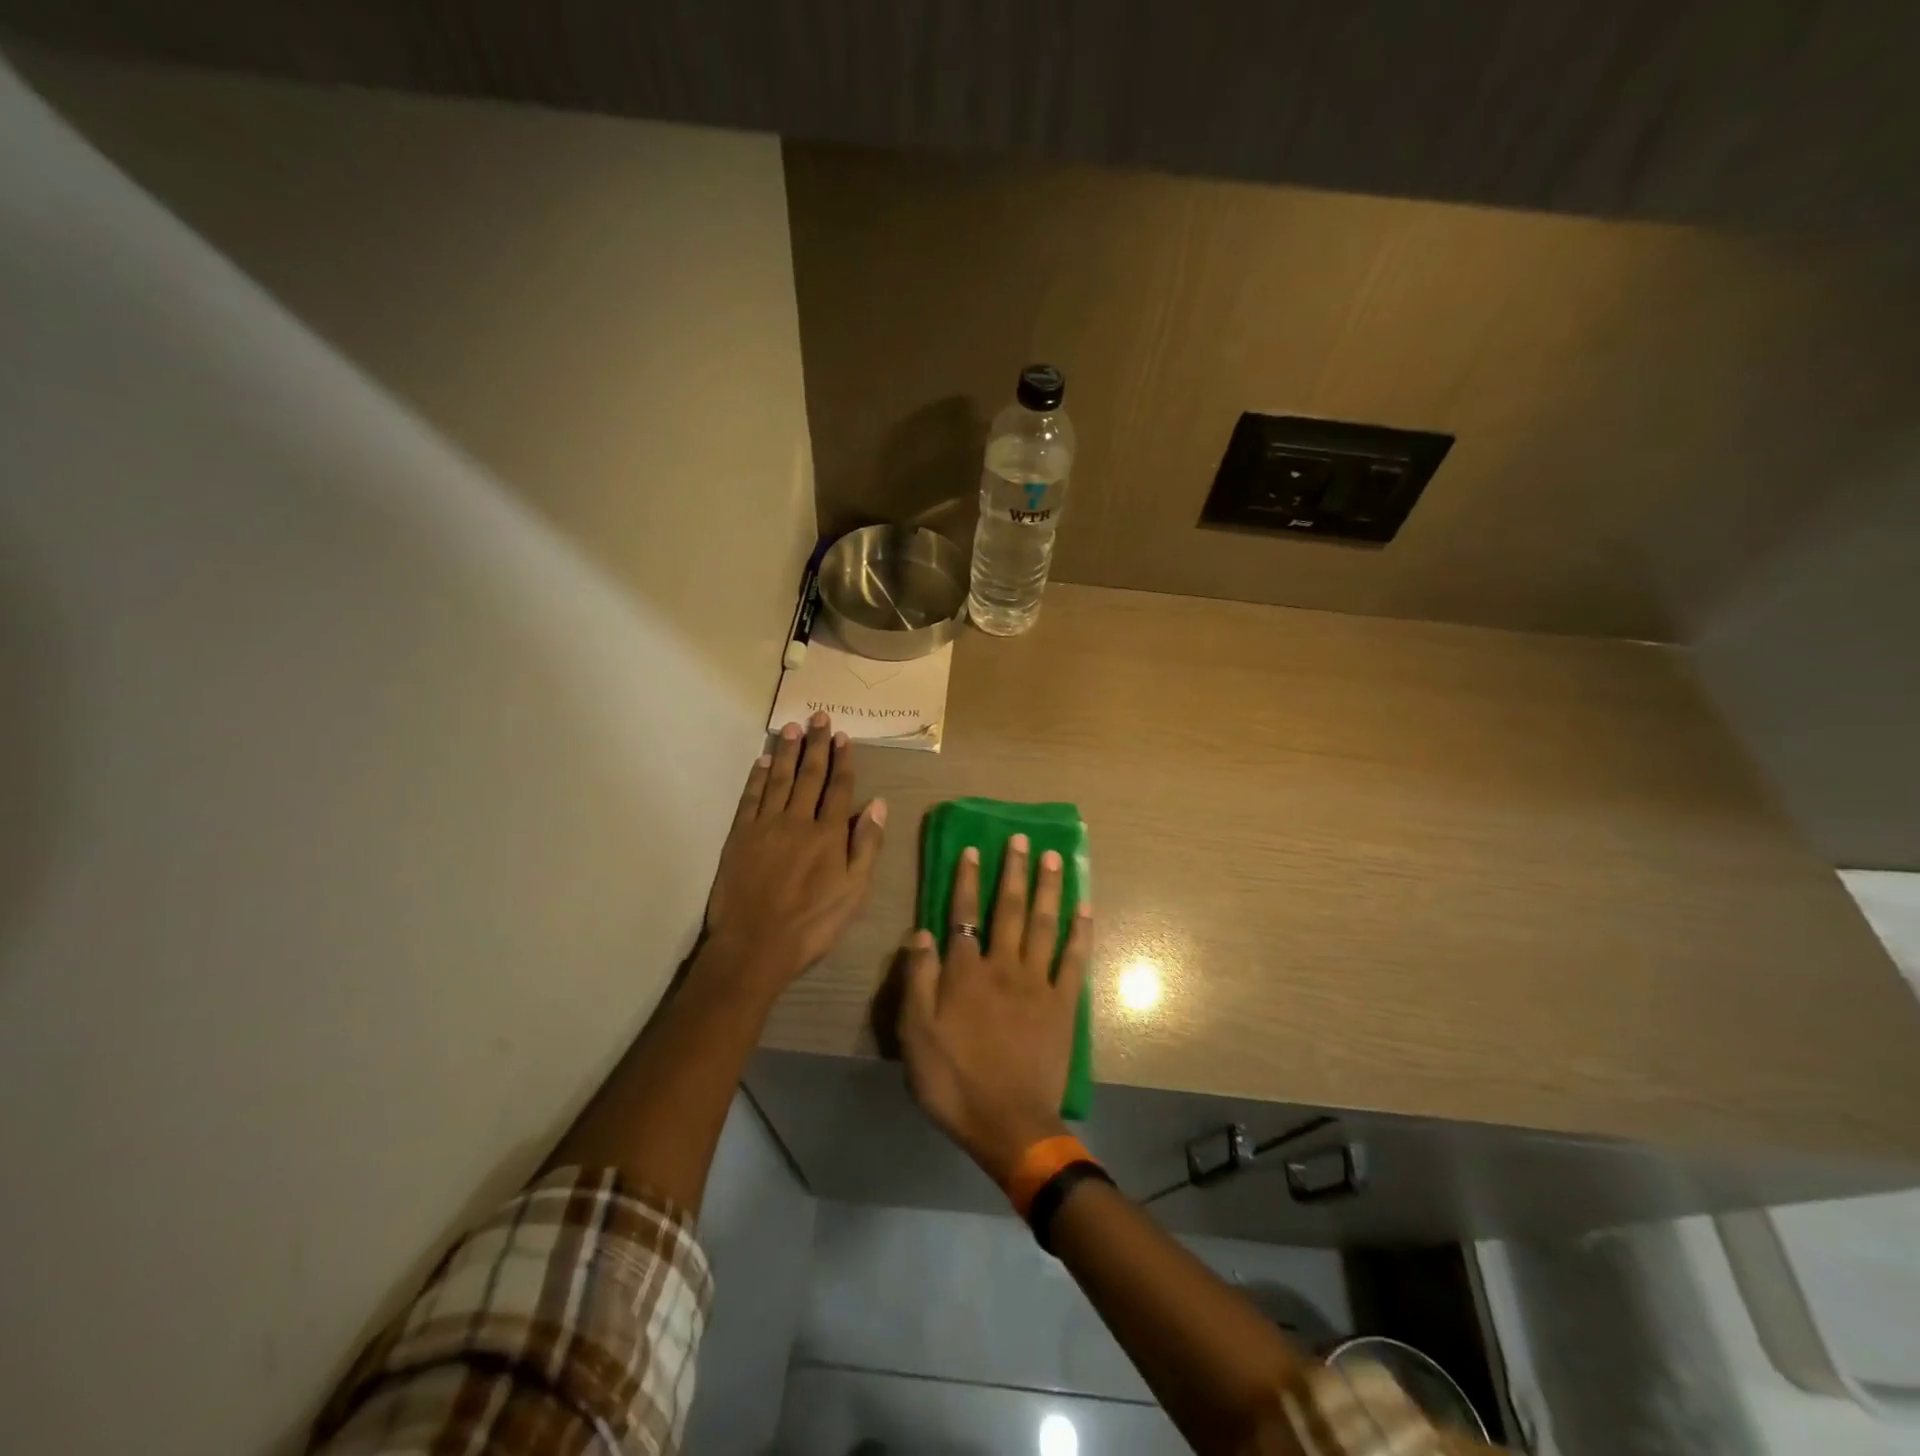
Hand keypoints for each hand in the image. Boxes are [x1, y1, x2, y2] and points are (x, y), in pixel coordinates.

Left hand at [705, 712, 885, 993]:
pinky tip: (761, 761)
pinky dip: (756, 778)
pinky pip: (750, 799)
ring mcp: (766, 826)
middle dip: (815, 745)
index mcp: (828, 834)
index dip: (842, 760)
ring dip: (786, 752)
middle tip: (818, 716)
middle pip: (809, 775)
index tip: (842, 736)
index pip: (838, 788)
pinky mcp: (740, 836)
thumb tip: (878, 804)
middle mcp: (798, 821)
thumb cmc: (812, 924)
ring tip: (791, 727)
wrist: (755, 946)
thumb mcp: (854, 892)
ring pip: (778, 779)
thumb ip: (866, 845)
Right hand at [898, 835, 1091, 1182]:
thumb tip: (921, 931)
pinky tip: (1085, 908)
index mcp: (965, 973)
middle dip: (1014, 871)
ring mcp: (1038, 983)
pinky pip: (1074, 960)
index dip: (967, 880)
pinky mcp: (1064, 1004)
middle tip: (1022, 838)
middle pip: (1010, 909)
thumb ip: (917, 979)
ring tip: (1055, 857)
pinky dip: (1080, 932)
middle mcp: (1003, 966)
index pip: (964, 914)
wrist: (1009, 1124)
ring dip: (1049, 888)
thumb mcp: (915, 1034)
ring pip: (1044, 924)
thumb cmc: (954, 1081)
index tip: (973, 849)